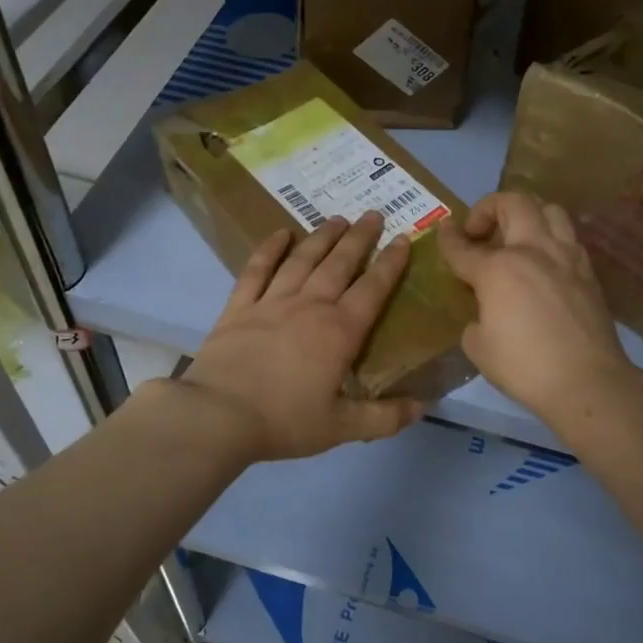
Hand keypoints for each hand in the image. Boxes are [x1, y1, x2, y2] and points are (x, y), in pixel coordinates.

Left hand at [177, 212, 423, 461]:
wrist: (218, 415)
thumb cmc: (284, 421)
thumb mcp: (341, 427)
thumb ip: (385, 418)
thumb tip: (424, 406)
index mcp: (339, 331)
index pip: (373, 289)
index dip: (390, 264)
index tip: (403, 239)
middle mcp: (310, 306)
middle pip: (339, 264)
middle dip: (360, 238)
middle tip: (373, 214)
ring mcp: (272, 302)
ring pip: (303, 260)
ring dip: (322, 237)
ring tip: (337, 219)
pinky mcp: (239, 308)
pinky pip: (257, 270)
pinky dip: (269, 249)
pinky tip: (280, 234)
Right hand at [438, 192, 636, 425]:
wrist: (587, 382)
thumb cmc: (524, 367)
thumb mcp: (478, 347)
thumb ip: (476, 318)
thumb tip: (486, 313)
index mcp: (498, 269)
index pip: (463, 247)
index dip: (448, 238)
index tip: (443, 231)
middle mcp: (532, 251)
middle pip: (513, 203)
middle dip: (489, 207)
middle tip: (480, 231)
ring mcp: (566, 257)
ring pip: (550, 209)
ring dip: (528, 214)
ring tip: (518, 237)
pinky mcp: (588, 272)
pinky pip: (568, 238)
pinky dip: (551, 239)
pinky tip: (544, 262)